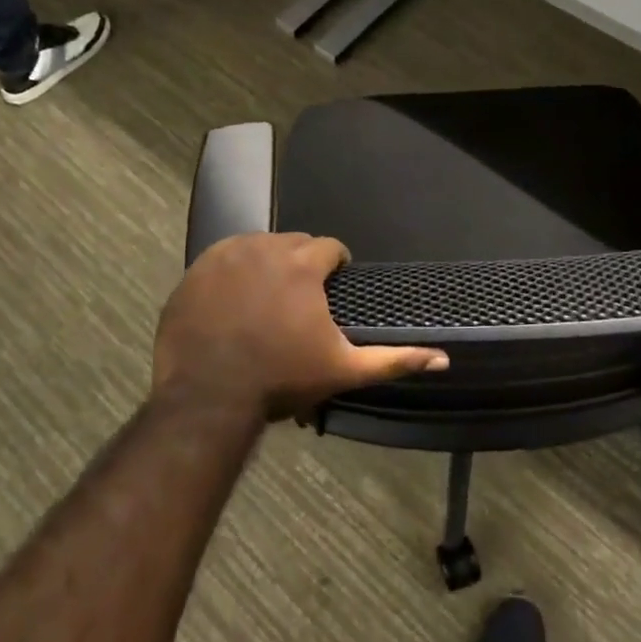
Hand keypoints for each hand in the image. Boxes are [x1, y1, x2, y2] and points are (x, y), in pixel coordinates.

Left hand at [152, 233, 447, 421]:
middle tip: (300, 299)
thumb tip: (444, 359)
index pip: (330, 247)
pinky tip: (235, 300)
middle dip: (303, 263)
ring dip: (268, 263)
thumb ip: (394, 360)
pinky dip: (234, 271)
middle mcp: (266, 247)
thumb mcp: (343, 370)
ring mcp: (226, 255)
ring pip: (258, 246)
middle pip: (294, 243)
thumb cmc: (281, 380)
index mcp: (303, 265)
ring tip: (268, 298)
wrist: (207, 397)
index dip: (336, 266)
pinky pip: (223, 257)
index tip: (334, 287)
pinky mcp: (196, 269)